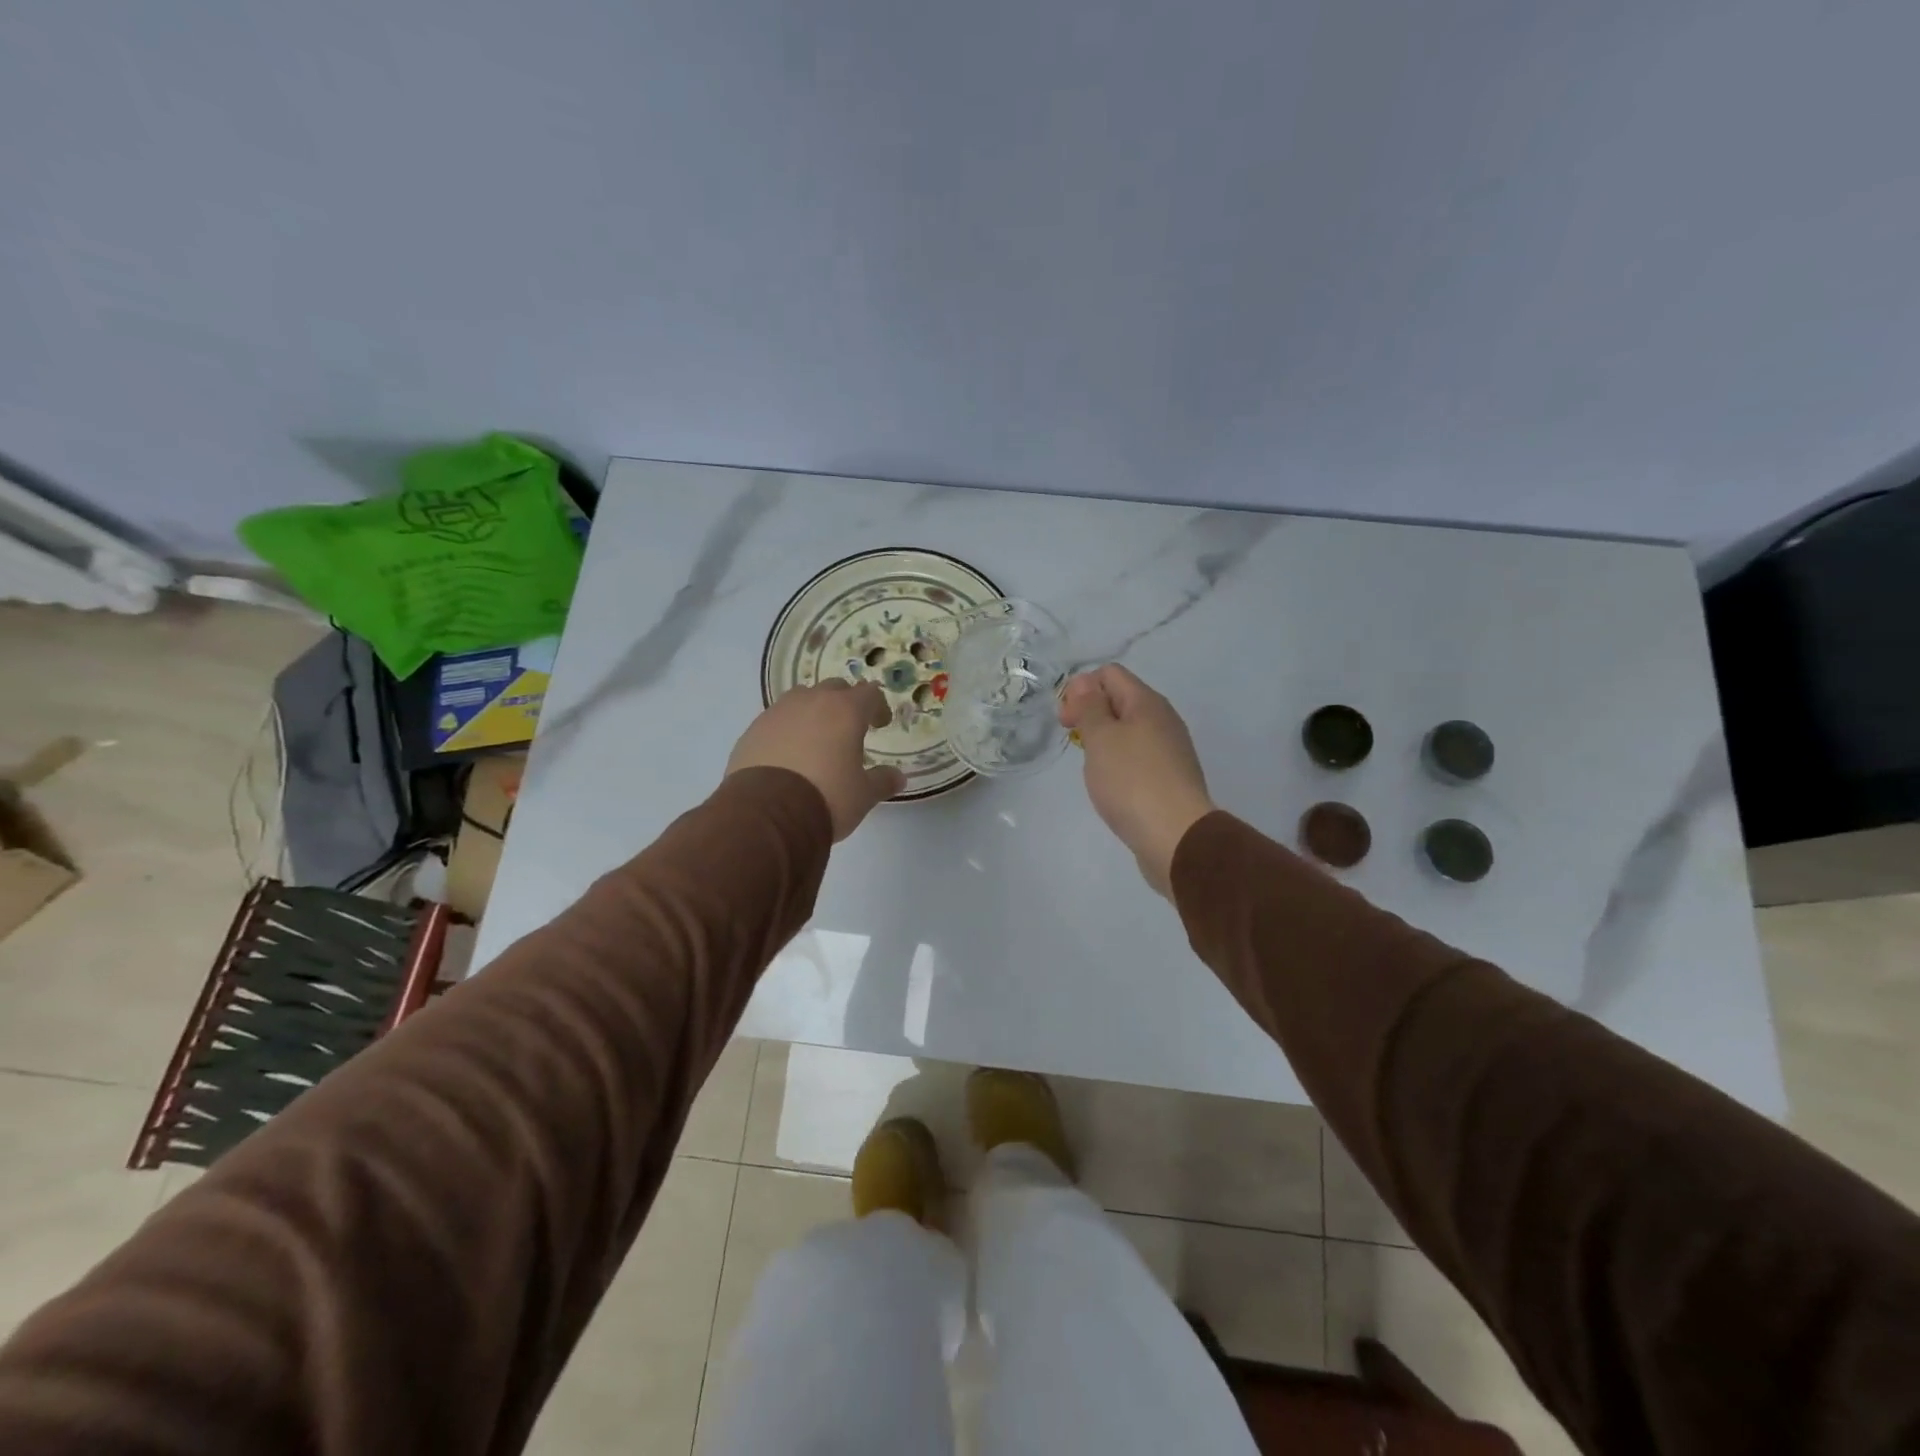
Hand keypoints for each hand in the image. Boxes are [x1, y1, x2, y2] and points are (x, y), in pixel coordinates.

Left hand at [726, 681, 905, 839]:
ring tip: (816, 738)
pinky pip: (776, 720)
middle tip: (849, 728)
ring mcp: (778, 713)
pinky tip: (788, 755)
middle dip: (845, 703)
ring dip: (813, 711)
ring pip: (801, 699)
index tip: (881, 724)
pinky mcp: (753, 730)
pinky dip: (787, 729)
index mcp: (845, 711)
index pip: (869, 693)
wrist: (767, 814)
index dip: (878, 707)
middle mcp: (811, 702)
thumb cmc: (827, 797)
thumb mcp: (863, 795)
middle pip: (834, 688)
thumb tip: (898, 777)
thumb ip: (882, 781)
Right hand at [1059, 665, 1215, 895]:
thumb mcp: (1101, 738)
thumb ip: (1090, 707)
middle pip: (1120, 700)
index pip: (1110, 674)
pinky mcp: (1169, 778)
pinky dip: (1119, 762)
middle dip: (1090, 713)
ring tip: (1091, 765)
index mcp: (1147, 703)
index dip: (1081, 689)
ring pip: (1129, 730)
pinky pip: (1138, 756)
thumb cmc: (1132, 781)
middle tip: (1074, 740)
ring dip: (1104, 740)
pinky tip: (1111, 784)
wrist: (1176, 837)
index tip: (1066, 720)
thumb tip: (1086, 683)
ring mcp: (1169, 750)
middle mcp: (1163, 719)